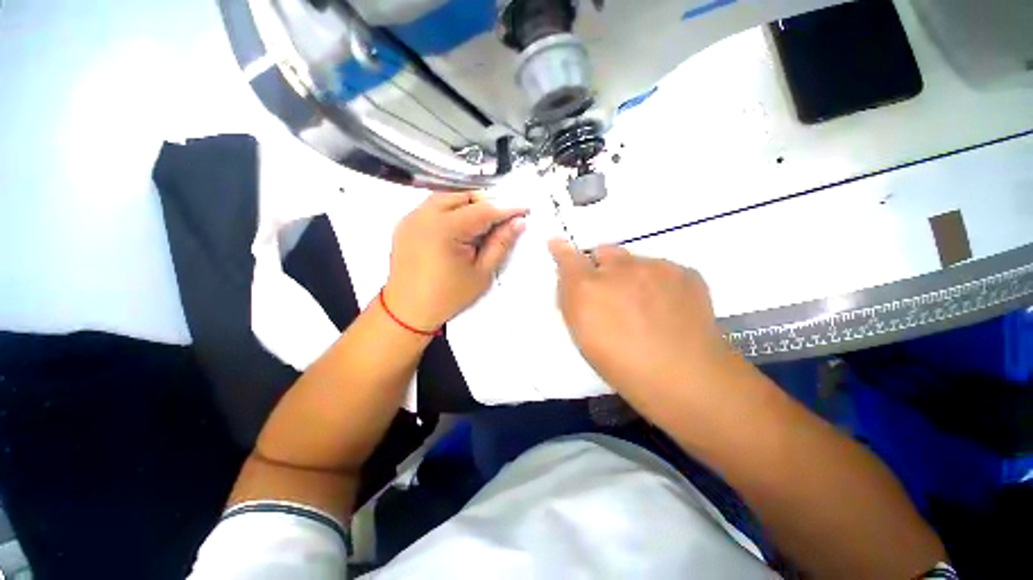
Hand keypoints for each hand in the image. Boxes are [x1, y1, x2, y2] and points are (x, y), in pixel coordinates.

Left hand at [384, 191, 526, 330]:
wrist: (408, 310)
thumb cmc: (448, 296)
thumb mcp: (481, 273)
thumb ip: (500, 244)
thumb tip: (518, 223)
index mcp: (445, 229)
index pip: (483, 210)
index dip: (506, 209)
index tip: (523, 210)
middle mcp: (424, 215)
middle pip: (463, 196)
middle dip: (485, 203)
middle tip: (502, 219)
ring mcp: (411, 217)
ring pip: (446, 197)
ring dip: (467, 204)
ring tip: (482, 223)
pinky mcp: (405, 223)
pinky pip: (432, 206)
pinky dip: (450, 210)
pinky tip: (459, 227)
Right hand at [549, 239, 730, 410]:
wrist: (684, 377)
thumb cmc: (621, 364)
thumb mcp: (582, 336)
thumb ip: (571, 301)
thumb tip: (567, 279)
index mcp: (587, 288)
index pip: (568, 258)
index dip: (562, 251)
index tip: (557, 245)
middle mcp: (618, 269)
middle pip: (604, 251)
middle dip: (603, 267)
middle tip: (612, 293)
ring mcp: (654, 267)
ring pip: (635, 261)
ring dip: (632, 276)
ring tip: (646, 306)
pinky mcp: (684, 271)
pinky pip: (663, 269)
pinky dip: (659, 283)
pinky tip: (668, 308)